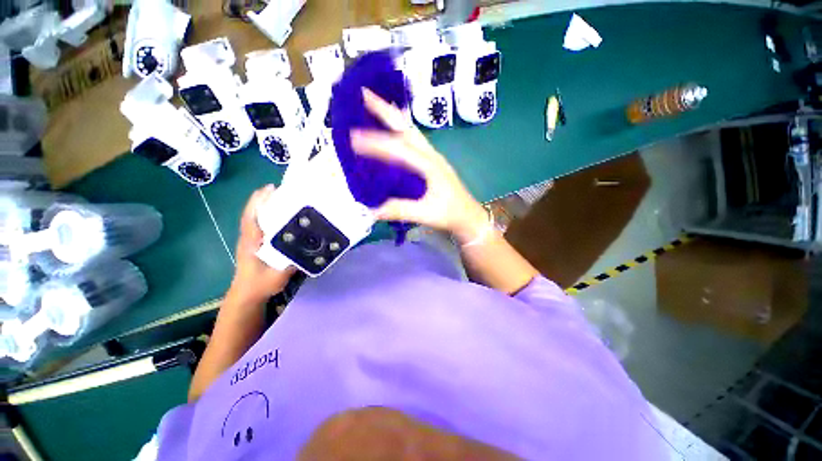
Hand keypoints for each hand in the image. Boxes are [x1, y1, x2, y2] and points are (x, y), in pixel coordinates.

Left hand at [229, 185, 294, 304]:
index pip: (252, 217)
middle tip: (283, 189)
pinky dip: (268, 214)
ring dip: (266, 205)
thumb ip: (291, 262)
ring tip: (284, 197)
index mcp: (252, 242)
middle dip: (265, 198)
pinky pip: (261, 224)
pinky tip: (282, 215)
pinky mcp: (256, 243)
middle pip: (254, 212)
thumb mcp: (278, 276)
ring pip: (256, 217)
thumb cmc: (260, 285)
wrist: (247, 295)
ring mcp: (251, 239)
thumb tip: (308, 248)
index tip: (271, 188)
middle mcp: (250, 237)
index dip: (260, 201)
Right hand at [350, 89, 488, 243]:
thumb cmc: (450, 214)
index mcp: (430, 165)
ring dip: (393, 117)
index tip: (354, 137)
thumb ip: (400, 210)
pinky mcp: (432, 163)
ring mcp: (433, 157)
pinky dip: (400, 131)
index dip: (376, 143)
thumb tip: (372, 210)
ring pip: (411, 132)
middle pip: (407, 128)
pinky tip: (393, 131)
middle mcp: (431, 155)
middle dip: (386, 110)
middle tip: (364, 94)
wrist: (469, 217)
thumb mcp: (426, 214)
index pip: (399, 149)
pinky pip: (414, 141)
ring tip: (375, 105)